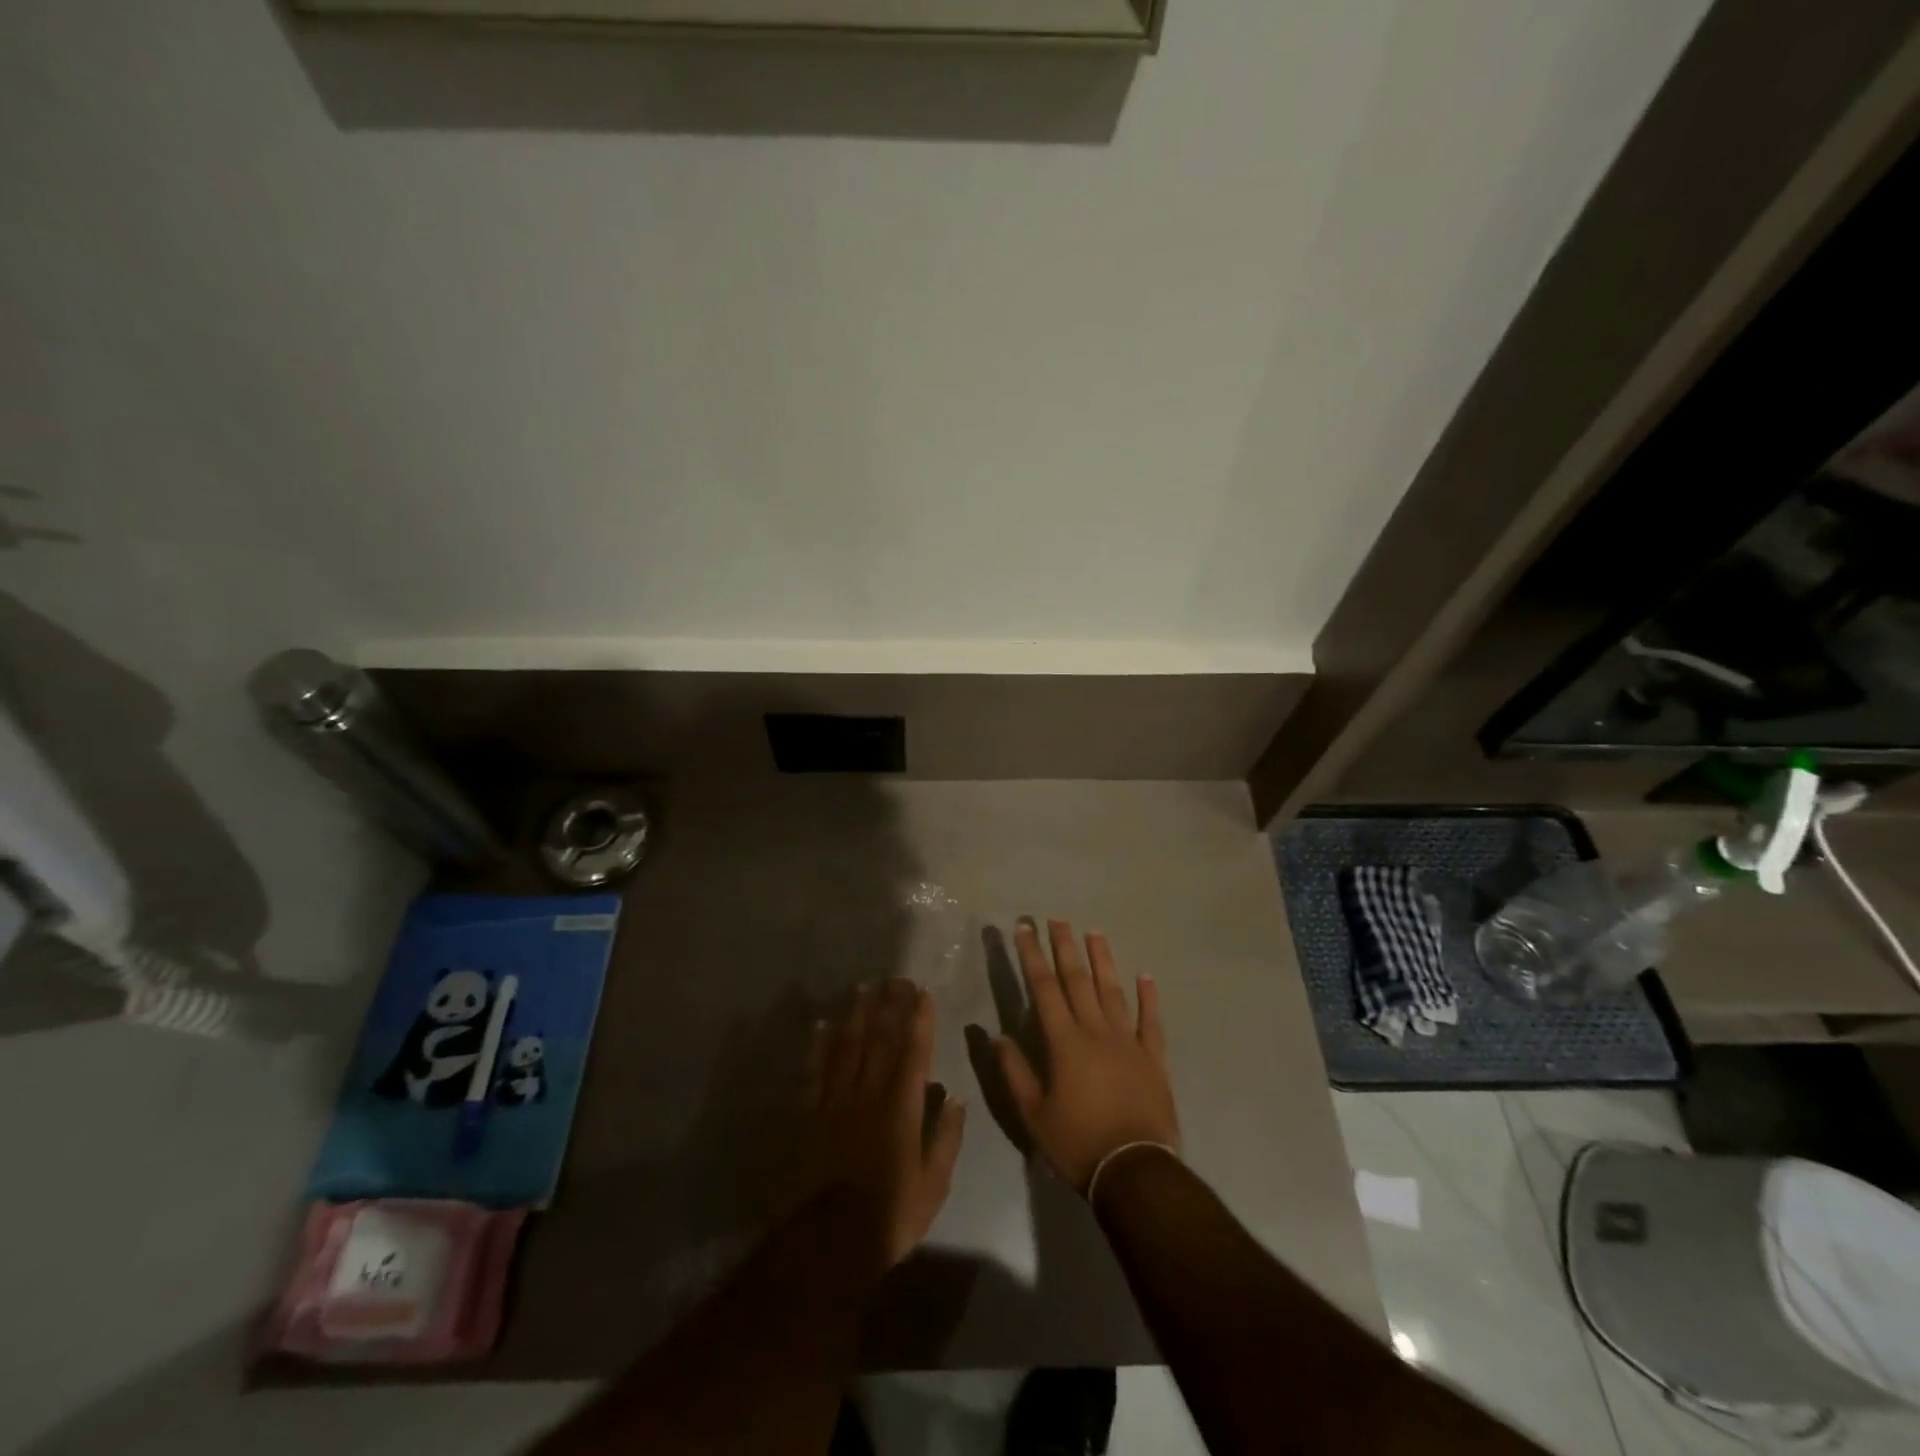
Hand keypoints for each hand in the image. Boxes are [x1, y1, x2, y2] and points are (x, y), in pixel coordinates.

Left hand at [799, 978, 966, 1269]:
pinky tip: (823, 1025)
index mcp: (902, 1107)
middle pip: (880, 1039)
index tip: (923, 992)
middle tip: (895, 978)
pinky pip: (815, 1072)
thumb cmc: (891, 1215)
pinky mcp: (810, 1115)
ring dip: (857, 1014)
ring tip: (863, 987)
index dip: (920, 1020)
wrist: (830, 1243)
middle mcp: (869, 1093)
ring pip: (847, 1047)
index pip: (914, 1052)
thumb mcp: (934, 1183)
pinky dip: (820, 1046)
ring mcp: (836, 1101)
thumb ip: (946, 1136)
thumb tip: (956, 1097)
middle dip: (890, 1006)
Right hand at [995, 919, 1179, 1192]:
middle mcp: (1096, 1031)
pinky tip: (1146, 977)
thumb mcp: (1033, 1114)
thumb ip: (1015, 1071)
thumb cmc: (1077, 1143)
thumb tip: (997, 1035)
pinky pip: (1151, 1021)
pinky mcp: (1153, 1058)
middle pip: (1078, 979)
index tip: (1024, 929)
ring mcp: (1128, 1041)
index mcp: (1064, 1042)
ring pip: (1113, 990)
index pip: (1044, 988)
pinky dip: (1149, 998)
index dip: (1032, 956)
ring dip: (1102, 959)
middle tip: (1056, 919)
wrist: (1134, 1171)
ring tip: (1094, 932)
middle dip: (1064, 947)